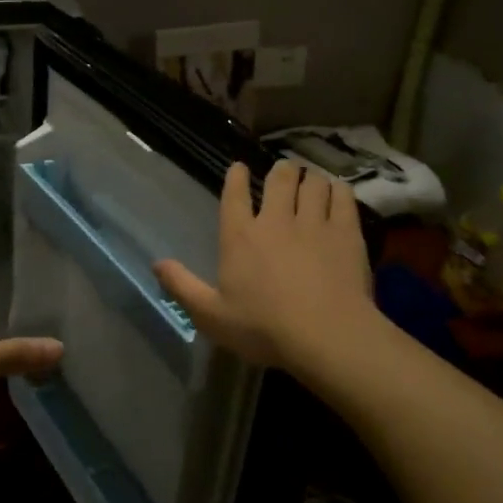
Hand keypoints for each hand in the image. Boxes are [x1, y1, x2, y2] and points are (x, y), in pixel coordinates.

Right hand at [153, 160, 375, 373]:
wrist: (326, 335)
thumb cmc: (263, 328)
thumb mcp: (211, 315)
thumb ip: (182, 287)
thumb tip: (156, 264)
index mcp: (240, 237)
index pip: (235, 195)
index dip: (236, 177)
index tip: (239, 167)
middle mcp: (276, 220)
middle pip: (279, 179)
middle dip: (281, 170)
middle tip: (284, 170)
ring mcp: (314, 223)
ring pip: (313, 183)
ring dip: (310, 178)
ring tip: (312, 180)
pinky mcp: (346, 232)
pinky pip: (342, 197)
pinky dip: (338, 190)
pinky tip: (338, 192)